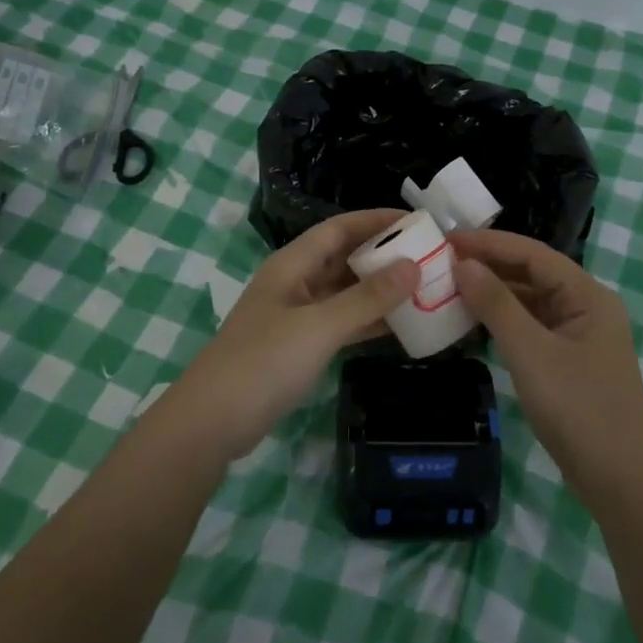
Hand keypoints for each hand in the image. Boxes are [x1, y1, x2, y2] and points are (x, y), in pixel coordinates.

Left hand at [161, 210, 419, 459]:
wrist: (213, 421)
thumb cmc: (264, 361)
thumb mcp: (320, 326)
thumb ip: (367, 297)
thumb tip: (413, 267)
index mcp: (292, 264)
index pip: (339, 228)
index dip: (376, 221)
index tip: (417, 221)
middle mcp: (295, 283)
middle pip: (344, 258)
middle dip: (384, 255)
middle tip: (429, 256)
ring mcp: (297, 317)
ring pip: (346, 293)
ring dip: (380, 290)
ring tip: (425, 288)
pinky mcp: (300, 347)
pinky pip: (342, 323)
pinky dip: (369, 322)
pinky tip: (402, 326)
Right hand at [450, 228, 642, 502]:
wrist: (620, 481)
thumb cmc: (579, 409)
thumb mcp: (532, 353)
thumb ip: (497, 305)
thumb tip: (463, 264)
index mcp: (587, 295)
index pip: (533, 253)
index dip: (489, 243)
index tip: (446, 240)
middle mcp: (586, 306)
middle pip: (532, 273)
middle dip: (489, 265)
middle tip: (440, 262)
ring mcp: (578, 336)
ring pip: (530, 301)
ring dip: (493, 293)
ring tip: (449, 286)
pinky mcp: (568, 361)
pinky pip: (531, 327)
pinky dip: (502, 321)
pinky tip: (473, 322)